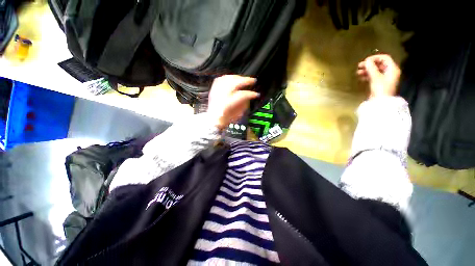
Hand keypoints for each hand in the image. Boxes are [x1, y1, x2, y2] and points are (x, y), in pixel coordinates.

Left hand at [208, 75, 258, 130]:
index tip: (256, 94)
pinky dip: (228, 78)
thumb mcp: (237, 115)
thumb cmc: (225, 119)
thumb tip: (248, 97)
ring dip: (238, 77)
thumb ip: (243, 104)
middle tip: (253, 81)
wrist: (213, 120)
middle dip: (246, 80)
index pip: (242, 95)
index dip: (251, 94)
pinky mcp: (213, 90)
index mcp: (228, 104)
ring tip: (243, 79)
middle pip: (235, 83)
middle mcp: (221, 96)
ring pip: (227, 79)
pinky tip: (232, 78)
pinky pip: (220, 79)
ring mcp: (216, 92)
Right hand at [357, 54, 400, 97]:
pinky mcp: (380, 83)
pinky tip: (361, 77)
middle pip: (380, 64)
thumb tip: (366, 61)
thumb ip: (371, 68)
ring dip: (367, 70)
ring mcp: (385, 78)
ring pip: (376, 70)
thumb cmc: (380, 88)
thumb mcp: (375, 77)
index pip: (384, 58)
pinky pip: (374, 76)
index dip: (375, 58)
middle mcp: (390, 72)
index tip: (365, 61)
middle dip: (369, 64)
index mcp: (392, 69)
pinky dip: (368, 75)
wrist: (381, 102)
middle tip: (359, 66)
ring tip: (358, 73)